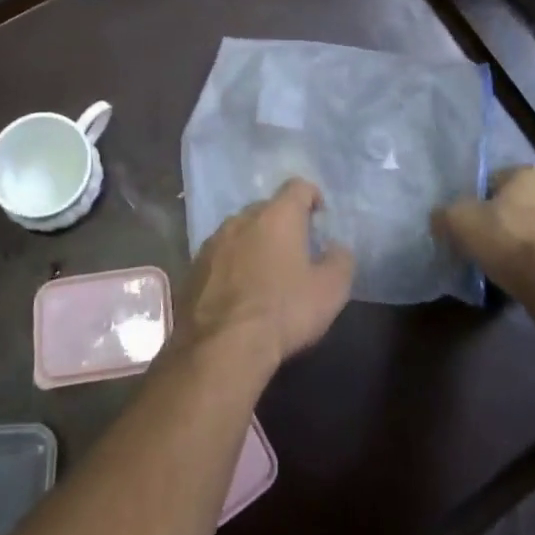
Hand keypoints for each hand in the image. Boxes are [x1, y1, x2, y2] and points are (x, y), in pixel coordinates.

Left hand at [178, 178, 354, 377]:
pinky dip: (231, 265)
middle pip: (266, 208)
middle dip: (282, 222)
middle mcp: (242, 219)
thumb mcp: (330, 291)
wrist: (221, 347)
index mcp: (277, 215)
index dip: (312, 196)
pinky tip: (238, 292)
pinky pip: (219, 256)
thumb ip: (340, 261)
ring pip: (239, 231)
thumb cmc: (283, 311)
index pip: (297, 187)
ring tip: (265, 272)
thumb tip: (336, 248)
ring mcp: (213, 242)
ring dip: (254, 243)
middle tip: (295, 249)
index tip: (319, 215)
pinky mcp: (193, 267)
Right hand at [438, 167, 534, 302]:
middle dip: (502, 223)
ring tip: (505, 268)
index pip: (492, 181)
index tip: (467, 227)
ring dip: (523, 244)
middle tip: (484, 246)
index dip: (476, 203)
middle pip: (517, 205)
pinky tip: (527, 279)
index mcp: (529, 172)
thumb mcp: (460, 222)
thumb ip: (444, 214)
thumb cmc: (511, 242)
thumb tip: (440, 219)